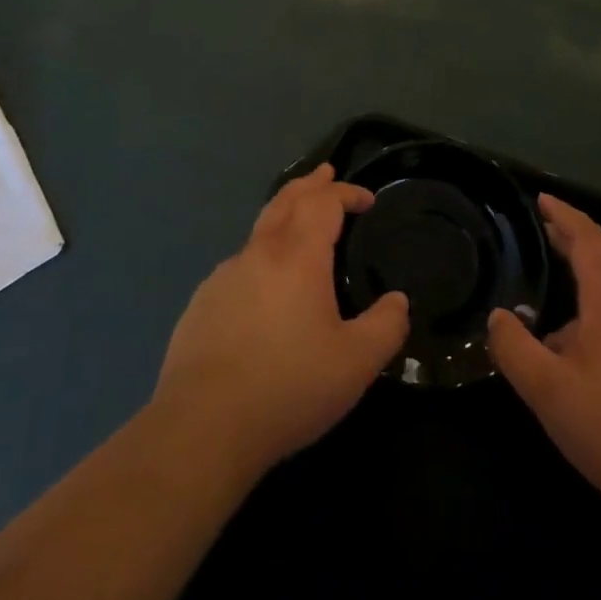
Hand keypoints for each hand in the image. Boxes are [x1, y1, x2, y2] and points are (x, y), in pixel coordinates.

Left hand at [153, 164, 409, 478]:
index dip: (346, 192)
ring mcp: (223, 276)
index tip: (366, 200)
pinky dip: (261, 257)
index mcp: (298, 256)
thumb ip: (386, 327)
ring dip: (283, 218)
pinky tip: (264, 288)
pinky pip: (238, 266)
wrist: (203, 425)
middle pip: (285, 200)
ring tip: (298, 229)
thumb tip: (398, 301)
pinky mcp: (201, 303)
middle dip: (309, 184)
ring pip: (258, 231)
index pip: (323, 202)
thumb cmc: (289, 387)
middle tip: (325, 174)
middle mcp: (258, 253)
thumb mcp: (356, 363)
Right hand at [487, 195, 600, 516]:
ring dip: (588, 280)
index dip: (564, 216)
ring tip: (555, 294)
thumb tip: (497, 317)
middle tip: (543, 231)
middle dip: (574, 242)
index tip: (541, 199)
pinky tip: (584, 349)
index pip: (589, 241)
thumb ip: (514, 348)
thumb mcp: (548, 391)